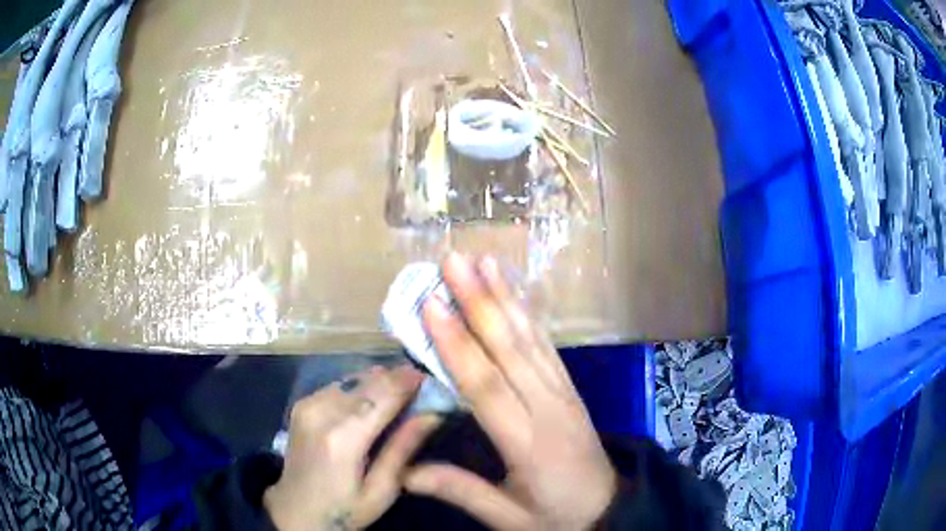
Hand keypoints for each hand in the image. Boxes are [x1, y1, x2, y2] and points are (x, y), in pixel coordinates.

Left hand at [264, 365, 440, 530]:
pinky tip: (373, 401)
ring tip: (401, 394)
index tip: (433, 378)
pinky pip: (340, 384)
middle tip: (422, 388)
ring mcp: (308, 404)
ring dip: (380, 382)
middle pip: (368, 381)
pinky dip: (361, 387)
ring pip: (354, 378)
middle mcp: (321, 411)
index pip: (382, 395)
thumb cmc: (343, 509)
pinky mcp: (302, 403)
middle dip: (398, 379)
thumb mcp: (382, 490)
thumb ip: (403, 448)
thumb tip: (433, 413)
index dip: (409, 381)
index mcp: (342, 438)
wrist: (295, 510)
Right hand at [406, 254, 616, 529]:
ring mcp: (564, 393)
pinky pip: (547, 347)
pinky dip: (529, 316)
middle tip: (452, 261)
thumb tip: (405, 472)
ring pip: (531, 339)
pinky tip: (514, 294)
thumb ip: (460, 491)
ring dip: (505, 297)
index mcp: (527, 443)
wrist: (608, 510)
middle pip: (510, 349)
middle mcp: (547, 407)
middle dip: (478, 301)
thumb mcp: (508, 518)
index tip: (430, 304)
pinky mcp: (570, 389)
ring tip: (483, 261)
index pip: (486, 386)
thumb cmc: (555, 517)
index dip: (456, 344)